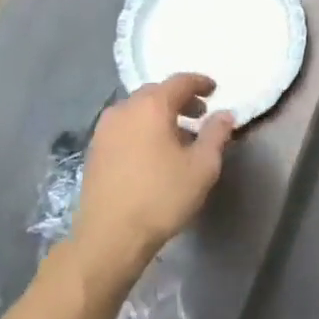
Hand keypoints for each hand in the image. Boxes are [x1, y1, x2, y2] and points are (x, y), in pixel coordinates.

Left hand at [69, 74, 235, 279]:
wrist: (109, 237)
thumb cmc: (162, 197)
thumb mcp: (202, 166)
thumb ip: (216, 134)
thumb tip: (224, 114)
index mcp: (151, 106)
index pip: (179, 81)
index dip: (200, 83)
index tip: (214, 90)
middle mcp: (124, 109)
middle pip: (156, 93)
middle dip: (179, 99)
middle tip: (199, 114)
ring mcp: (104, 130)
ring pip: (137, 110)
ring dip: (159, 115)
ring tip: (178, 136)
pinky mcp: (94, 150)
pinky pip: (124, 127)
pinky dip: (142, 129)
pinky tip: (153, 152)